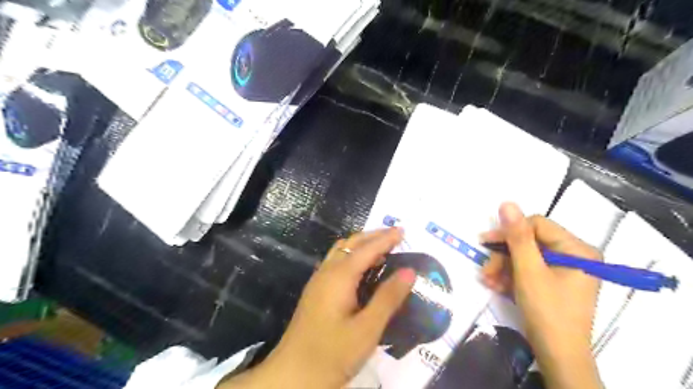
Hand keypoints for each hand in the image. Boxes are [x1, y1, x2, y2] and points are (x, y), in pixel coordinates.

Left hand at [221, 229, 413, 388]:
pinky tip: (362, 269)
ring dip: (361, 245)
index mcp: (339, 277)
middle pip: (351, 244)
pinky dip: (352, 256)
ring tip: (382, 249)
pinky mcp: (316, 292)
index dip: (385, 239)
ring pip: (341, 252)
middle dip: (373, 236)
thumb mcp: (367, 330)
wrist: (292, 375)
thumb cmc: (332, 354)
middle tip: (394, 236)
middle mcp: (327, 272)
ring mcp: (318, 281)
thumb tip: (409, 271)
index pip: (367, 249)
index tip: (403, 231)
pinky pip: (336, 263)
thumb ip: (388, 298)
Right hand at [483, 204, 601, 388]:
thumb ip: (517, 237)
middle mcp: (574, 256)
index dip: (509, 231)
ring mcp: (564, 270)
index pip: (537, 225)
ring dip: (503, 268)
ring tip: (488, 281)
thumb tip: (507, 203)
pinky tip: (496, 286)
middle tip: (485, 269)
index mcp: (577, 249)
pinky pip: (528, 271)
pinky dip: (511, 277)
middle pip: (529, 243)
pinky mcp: (554, 283)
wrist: (558, 357)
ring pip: (525, 258)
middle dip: (503, 256)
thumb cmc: (547, 311)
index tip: (484, 242)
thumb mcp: (529, 271)